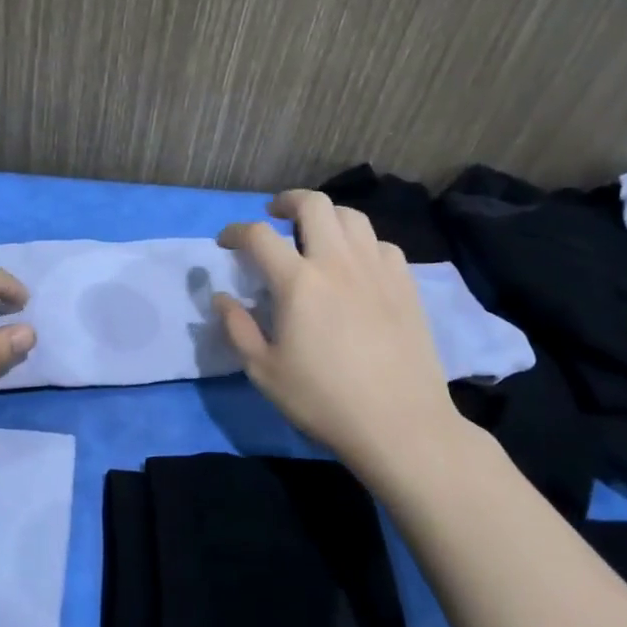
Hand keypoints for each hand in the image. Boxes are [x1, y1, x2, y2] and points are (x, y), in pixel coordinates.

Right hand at [215, 189, 463, 480]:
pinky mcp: (405, 284)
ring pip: (352, 216)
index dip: (236, 231)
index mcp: (298, 282)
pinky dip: (361, 243)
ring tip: (315, 235)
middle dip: (287, 201)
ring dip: (326, 216)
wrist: (400, 424)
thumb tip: (220, 297)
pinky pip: (381, 244)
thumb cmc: (324, 400)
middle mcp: (337, 263)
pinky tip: (356, 265)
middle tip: (274, 217)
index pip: (259, 236)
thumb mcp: (264, 371)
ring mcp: (377, 269)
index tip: (227, 242)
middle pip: (313, 204)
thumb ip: (237, 328)